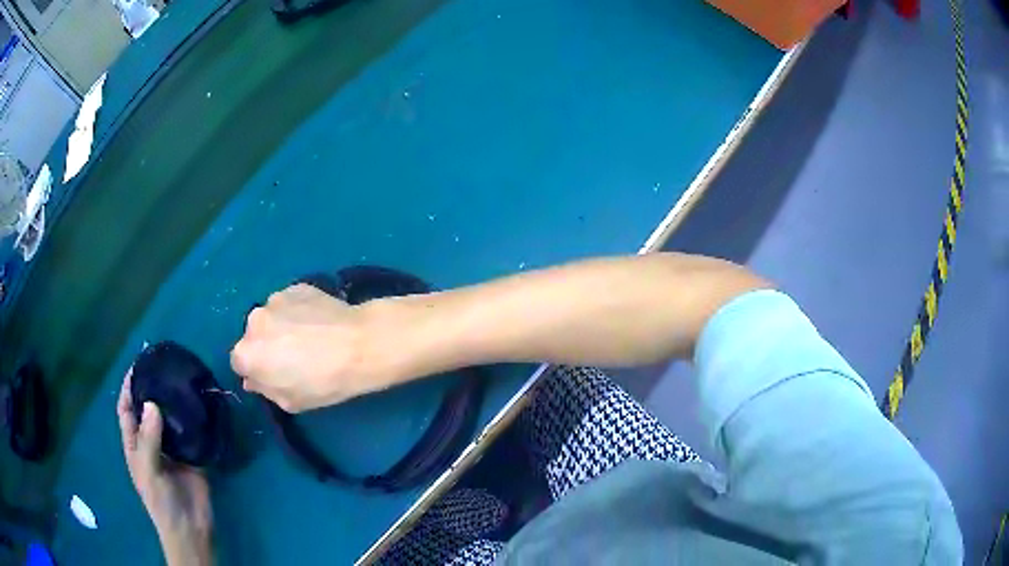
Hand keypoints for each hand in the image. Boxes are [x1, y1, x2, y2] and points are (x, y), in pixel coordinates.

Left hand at [117, 370, 212, 564]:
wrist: (191, 528)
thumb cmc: (161, 502)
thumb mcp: (148, 470)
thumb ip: (148, 438)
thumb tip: (153, 402)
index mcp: (135, 444)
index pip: (126, 409)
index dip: (128, 387)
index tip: (138, 364)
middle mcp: (152, 441)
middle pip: (148, 409)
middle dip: (152, 388)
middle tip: (164, 367)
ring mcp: (172, 449)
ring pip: (170, 419)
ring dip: (174, 402)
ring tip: (182, 380)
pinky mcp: (193, 456)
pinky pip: (192, 433)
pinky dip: (194, 419)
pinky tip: (200, 405)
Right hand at [231, 283, 382, 412]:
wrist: (359, 345)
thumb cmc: (323, 383)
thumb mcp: (290, 402)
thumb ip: (264, 389)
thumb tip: (252, 379)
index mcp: (246, 354)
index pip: (240, 363)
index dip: (258, 370)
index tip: (277, 375)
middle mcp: (253, 321)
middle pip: (254, 336)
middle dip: (267, 346)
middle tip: (295, 356)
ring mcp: (274, 299)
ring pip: (272, 317)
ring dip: (282, 326)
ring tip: (310, 337)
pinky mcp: (295, 287)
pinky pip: (290, 302)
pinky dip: (298, 311)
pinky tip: (319, 322)